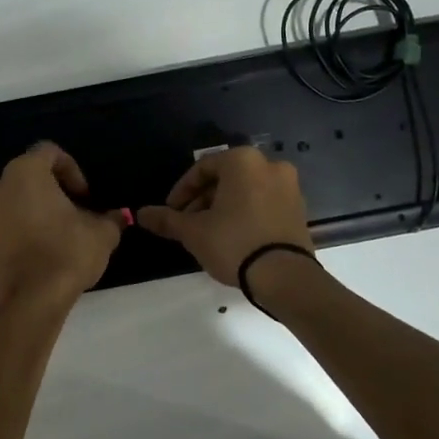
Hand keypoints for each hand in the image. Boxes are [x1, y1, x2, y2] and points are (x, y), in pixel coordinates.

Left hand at [0, 143, 124, 308]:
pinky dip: (22, 229)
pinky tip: (43, 249)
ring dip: (35, 209)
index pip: (49, 152)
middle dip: (52, 189)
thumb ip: (110, 217)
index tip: (85, 197)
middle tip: (75, 211)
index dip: (72, 170)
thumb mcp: (102, 232)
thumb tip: (119, 216)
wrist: (34, 299)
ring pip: (15, 200)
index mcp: (24, 172)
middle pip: (29, 176)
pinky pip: (6, 225)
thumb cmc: (68, 252)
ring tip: (59, 232)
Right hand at [138, 146, 313, 285]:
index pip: (202, 168)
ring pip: (245, 190)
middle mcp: (269, 165)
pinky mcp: (299, 209)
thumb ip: (166, 219)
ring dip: (222, 207)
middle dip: (202, 199)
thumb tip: (140, 214)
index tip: (171, 212)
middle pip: (225, 178)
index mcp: (243, 161)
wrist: (285, 277)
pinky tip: (232, 237)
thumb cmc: (234, 243)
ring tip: (207, 233)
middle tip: (187, 223)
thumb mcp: (193, 231)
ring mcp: (289, 187)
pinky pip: (263, 203)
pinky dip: (245, 213)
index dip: (181, 191)